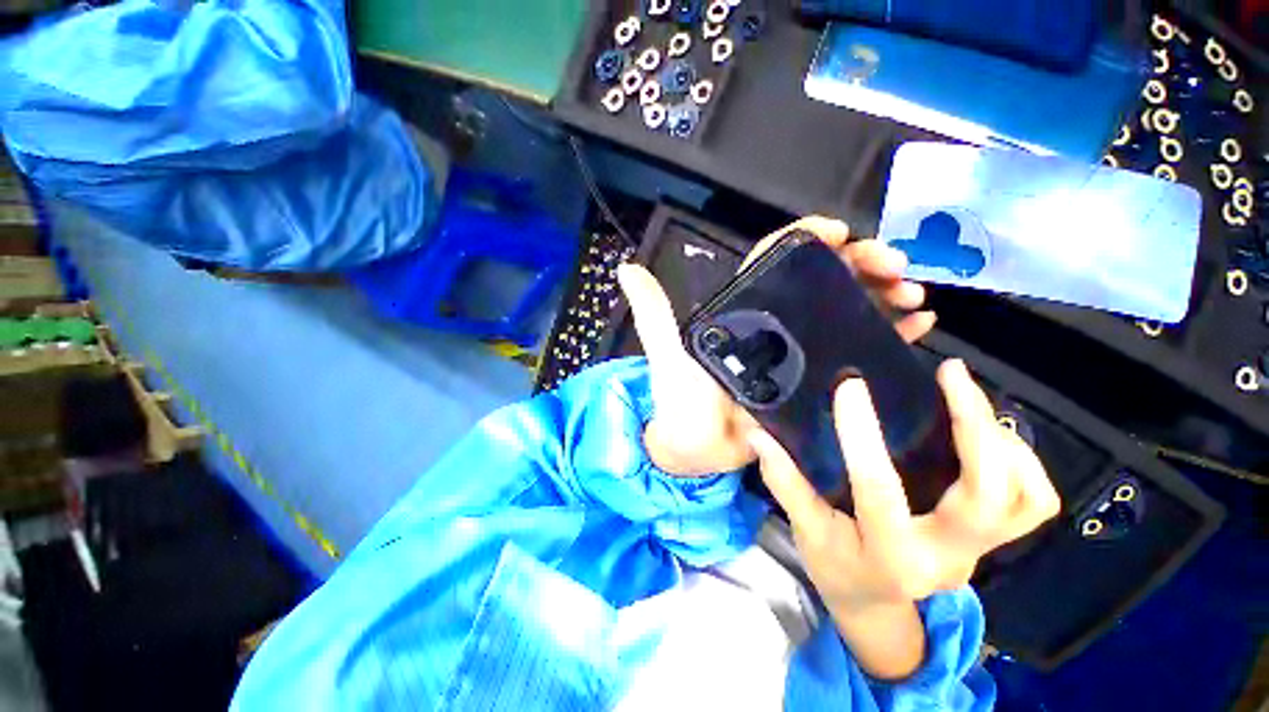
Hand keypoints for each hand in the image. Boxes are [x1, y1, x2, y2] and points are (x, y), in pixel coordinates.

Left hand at [616, 216, 935, 476]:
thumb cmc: (679, 400)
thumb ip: (653, 313)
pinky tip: (918, 325)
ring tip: (913, 294)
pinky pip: (855, 349)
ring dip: (882, 295)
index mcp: (744, 312)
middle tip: (895, 264)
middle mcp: (774, 325)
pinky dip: (888, 333)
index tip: (840, 232)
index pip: (777, 261)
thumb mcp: (666, 352)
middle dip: (861, 264)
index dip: (808, 239)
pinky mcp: (815, 381)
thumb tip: (626, 268)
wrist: (694, 450)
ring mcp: (799, 353)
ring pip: (846, 310)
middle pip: (822, 280)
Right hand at [747, 360, 1060, 678]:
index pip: (879, 490)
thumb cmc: (837, 567)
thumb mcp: (806, 530)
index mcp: (889, 554)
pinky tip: (987, 436)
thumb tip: (758, 434)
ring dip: (1002, 439)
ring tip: (967, 401)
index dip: (862, 435)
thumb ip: (784, 480)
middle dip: (974, 424)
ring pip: (1024, 496)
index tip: (850, 387)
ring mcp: (979, 552)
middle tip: (950, 374)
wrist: (878, 607)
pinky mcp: (993, 542)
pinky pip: (1034, 501)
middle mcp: (946, 556)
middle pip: (987, 492)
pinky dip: (1020, 461)